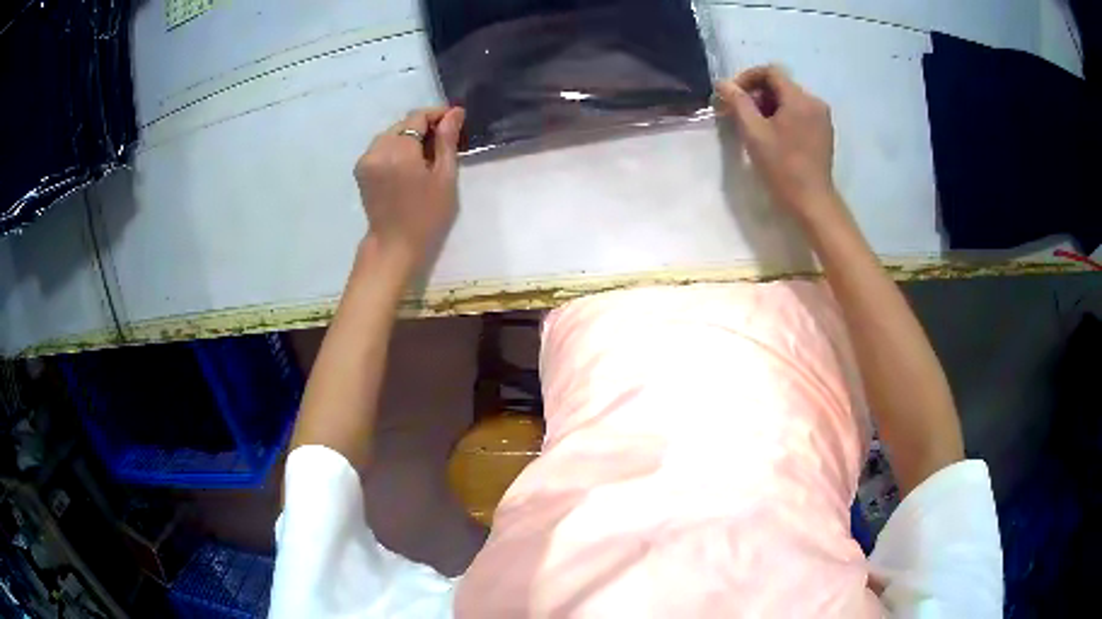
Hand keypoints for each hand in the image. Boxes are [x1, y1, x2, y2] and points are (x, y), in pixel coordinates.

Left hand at [354, 106, 465, 269]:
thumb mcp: (445, 176)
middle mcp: (377, 149)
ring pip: (391, 135)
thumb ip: (447, 140)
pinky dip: (396, 148)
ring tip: (428, 152)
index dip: (437, 114)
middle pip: (403, 124)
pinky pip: (381, 147)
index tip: (456, 118)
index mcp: (398, 150)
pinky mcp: (361, 169)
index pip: (417, 117)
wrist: (395, 245)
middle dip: (424, 126)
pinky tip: (409, 162)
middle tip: (445, 139)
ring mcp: (366, 159)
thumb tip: (454, 112)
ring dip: (409, 137)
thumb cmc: (427, 215)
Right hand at [715, 66, 837, 221]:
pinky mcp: (824, 132)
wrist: (812, 202)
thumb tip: (723, 83)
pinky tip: (773, 135)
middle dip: (756, 94)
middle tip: (738, 114)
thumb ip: (738, 103)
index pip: (770, 72)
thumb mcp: (754, 133)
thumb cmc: (782, 167)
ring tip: (753, 127)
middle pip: (780, 85)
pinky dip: (783, 117)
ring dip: (768, 106)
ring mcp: (822, 118)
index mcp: (799, 99)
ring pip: (789, 99)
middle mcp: (814, 102)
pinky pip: (799, 113)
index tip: (732, 96)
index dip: (747, 78)